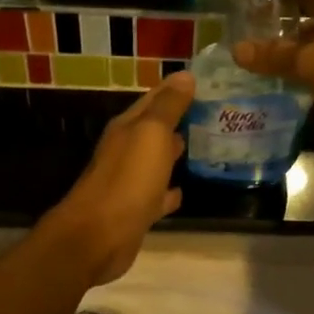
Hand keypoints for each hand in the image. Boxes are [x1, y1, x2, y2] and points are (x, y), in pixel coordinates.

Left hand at [45, 73, 193, 283]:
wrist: (98, 237)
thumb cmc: (128, 180)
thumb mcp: (152, 134)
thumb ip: (168, 106)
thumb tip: (186, 75)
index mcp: (128, 127)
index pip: (155, 98)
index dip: (178, 89)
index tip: (207, 82)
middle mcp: (126, 150)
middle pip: (155, 129)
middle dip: (180, 120)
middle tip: (214, 113)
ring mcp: (129, 182)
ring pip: (156, 161)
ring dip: (175, 154)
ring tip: (207, 146)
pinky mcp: (135, 211)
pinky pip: (157, 196)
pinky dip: (169, 192)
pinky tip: (184, 191)